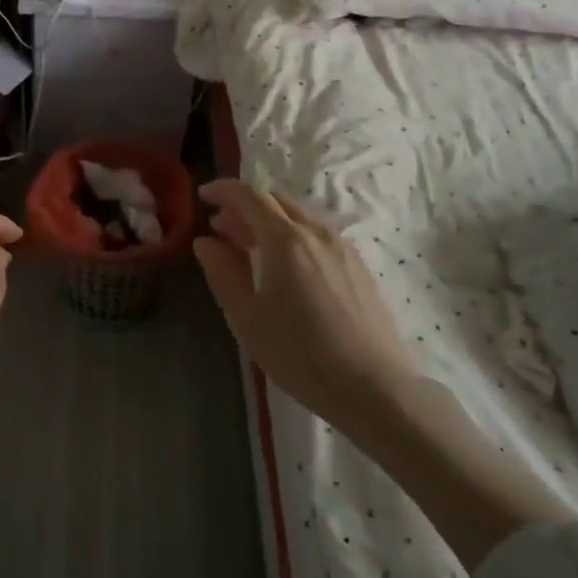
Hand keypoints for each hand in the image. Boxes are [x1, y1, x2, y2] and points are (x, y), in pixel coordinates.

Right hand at [193, 180, 415, 439]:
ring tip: (251, 249)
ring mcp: (342, 246)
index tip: (203, 196)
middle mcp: (316, 232)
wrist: (374, 387)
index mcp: (285, 240)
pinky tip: (286, 268)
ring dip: (269, 221)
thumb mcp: (247, 318)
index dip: (223, 190)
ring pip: (298, 217)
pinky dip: (293, 235)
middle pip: (275, 201)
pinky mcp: (358, 265)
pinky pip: (317, 234)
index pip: (249, 196)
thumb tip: (206, 242)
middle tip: (222, 230)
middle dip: (244, 207)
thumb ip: (223, 273)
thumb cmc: (300, 354)